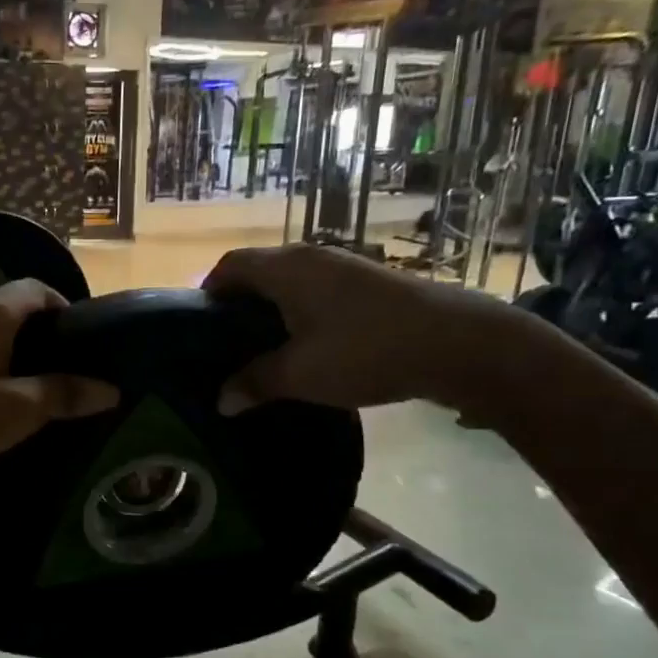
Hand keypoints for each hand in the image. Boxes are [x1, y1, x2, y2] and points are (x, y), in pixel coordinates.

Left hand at [0, 279, 118, 483]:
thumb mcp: (16, 412)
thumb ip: (63, 394)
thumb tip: (109, 389)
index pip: (38, 288)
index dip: (64, 309)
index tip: (80, 345)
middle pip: (9, 305)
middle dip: (37, 332)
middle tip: (56, 372)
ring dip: (5, 346)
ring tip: (21, 387)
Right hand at [204, 244, 505, 413]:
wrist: (458, 343)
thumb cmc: (365, 351)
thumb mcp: (301, 375)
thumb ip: (255, 383)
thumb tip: (221, 401)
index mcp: (285, 269)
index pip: (230, 265)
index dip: (209, 290)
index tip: (199, 324)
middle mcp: (310, 257)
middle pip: (259, 270)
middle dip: (239, 302)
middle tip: (227, 342)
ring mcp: (344, 266)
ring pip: (291, 281)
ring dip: (272, 307)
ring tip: (264, 347)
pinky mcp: (370, 283)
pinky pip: (318, 290)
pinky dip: (301, 311)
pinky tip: (308, 345)